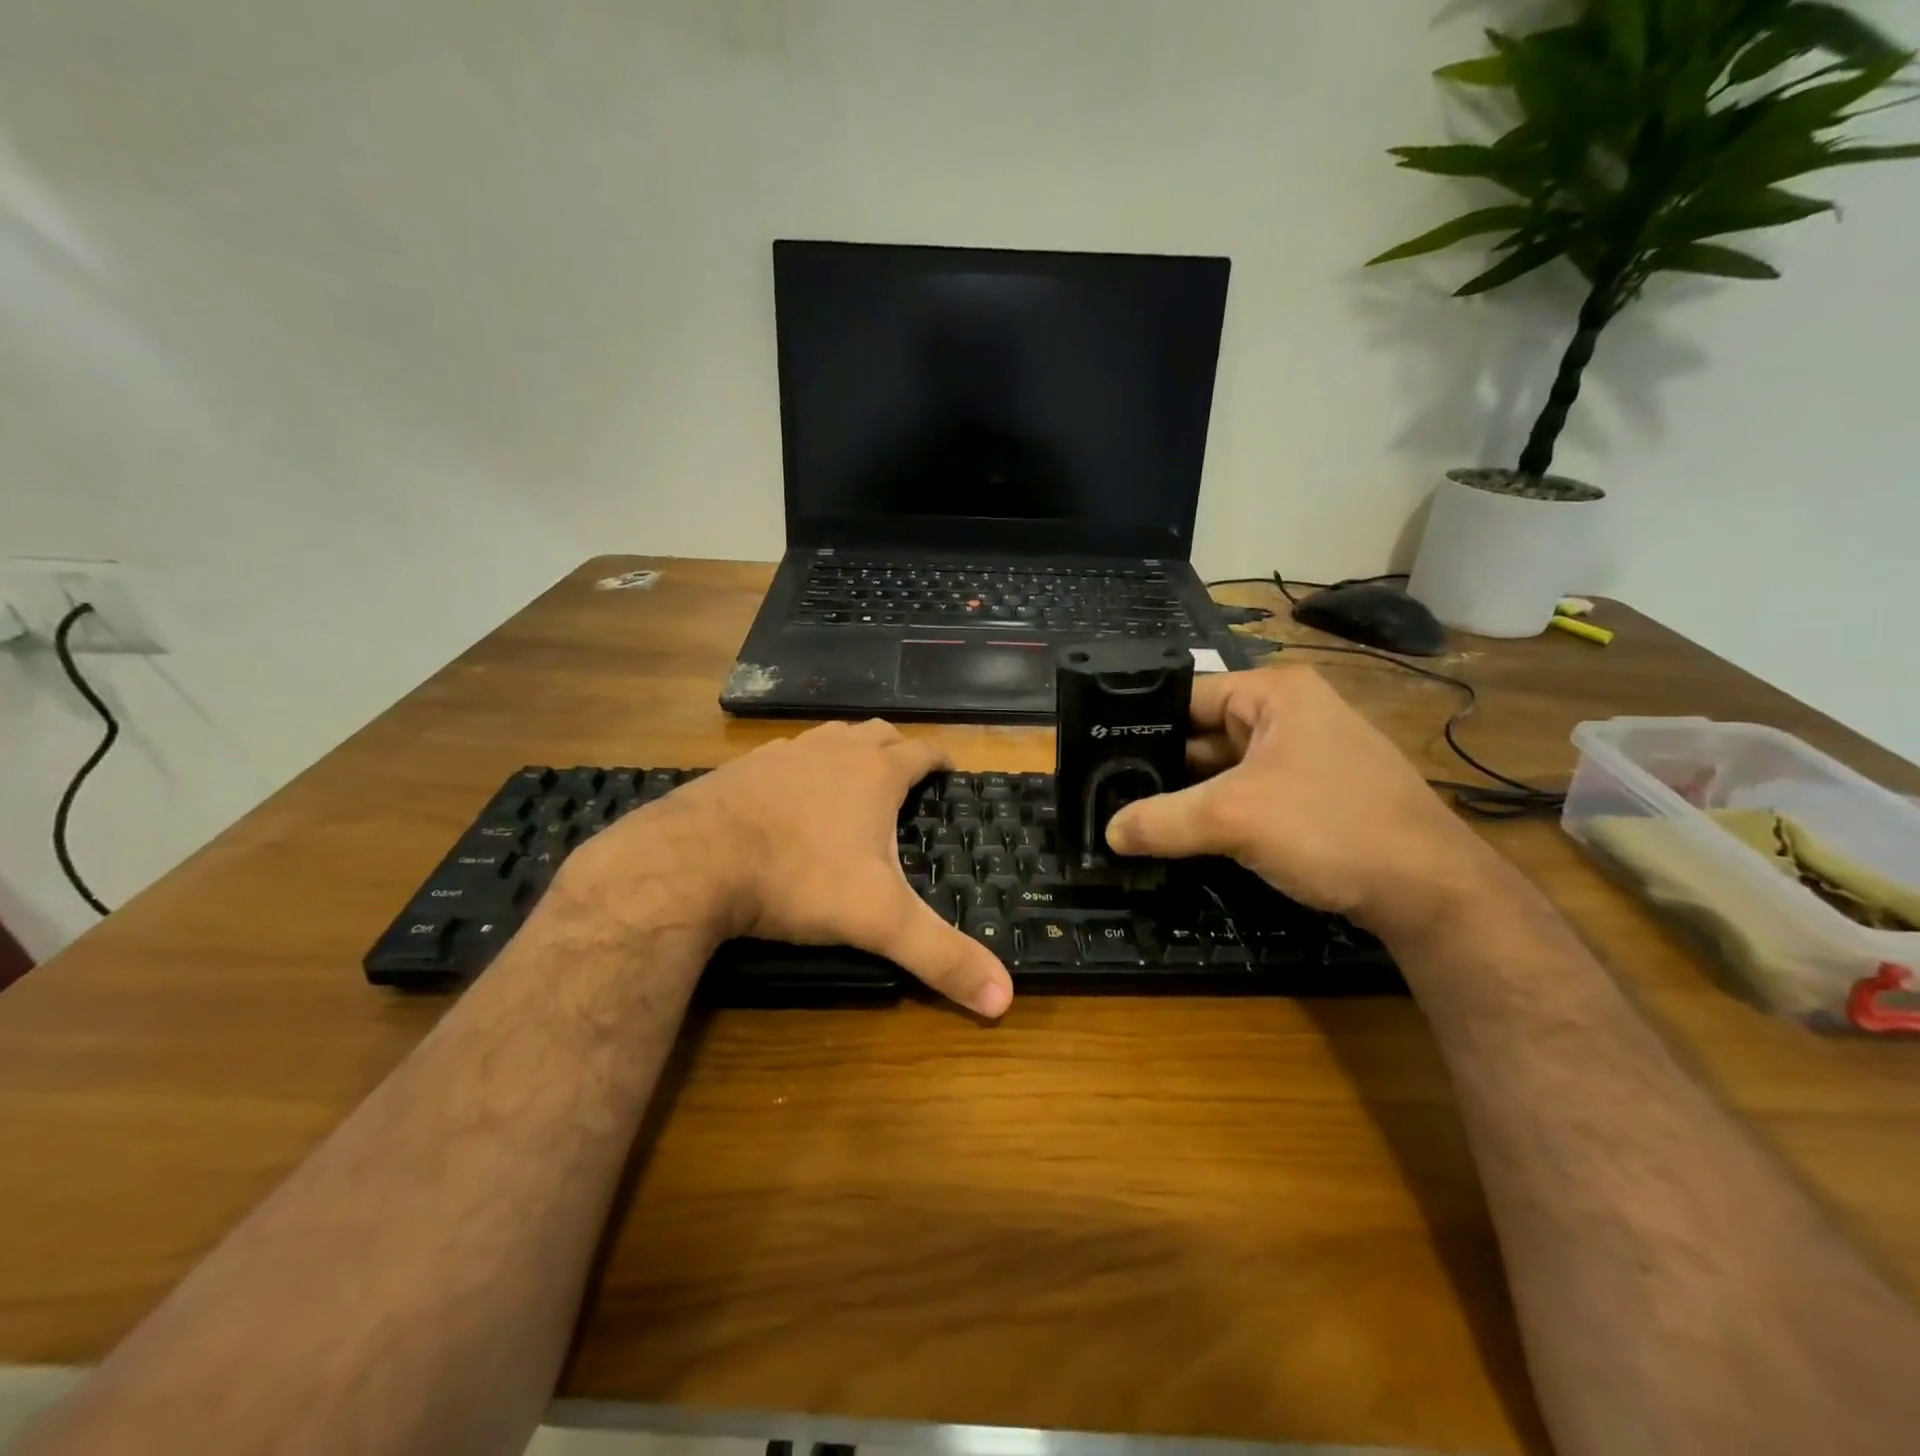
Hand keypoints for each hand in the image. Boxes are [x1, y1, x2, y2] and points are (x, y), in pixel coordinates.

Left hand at [575, 721, 1013, 1017]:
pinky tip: (788, 795)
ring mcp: (783, 755)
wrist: (692, 861)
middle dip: (896, 748)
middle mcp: (833, 751)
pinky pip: (784, 756)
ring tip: (852, 778)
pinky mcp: (741, 769)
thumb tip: (1005, 1002)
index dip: (940, 759)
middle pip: (876, 733)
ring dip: (847, 751)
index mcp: (874, 773)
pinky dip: (799, 768)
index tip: (949, 769)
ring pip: (829, 738)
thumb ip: (941, 957)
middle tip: (905, 773)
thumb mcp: (878, 921)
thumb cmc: (799, 879)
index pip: (922, 752)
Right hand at [1104, 666, 1500, 937]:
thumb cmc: (1331, 827)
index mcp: (1274, 693)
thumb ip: (1161, 820)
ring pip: (1221, 770)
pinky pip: (1244, 796)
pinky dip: (1212, 814)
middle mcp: (1287, 715)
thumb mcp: (1234, 818)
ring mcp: (1301, 758)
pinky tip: (1176, 835)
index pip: (1185, 696)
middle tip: (1104, 792)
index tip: (1095, 755)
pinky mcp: (1309, 797)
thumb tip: (1107, 832)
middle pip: (1201, 734)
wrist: (1431, 893)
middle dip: (1158, 766)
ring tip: (1127, 815)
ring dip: (1184, 796)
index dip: (1139, 723)